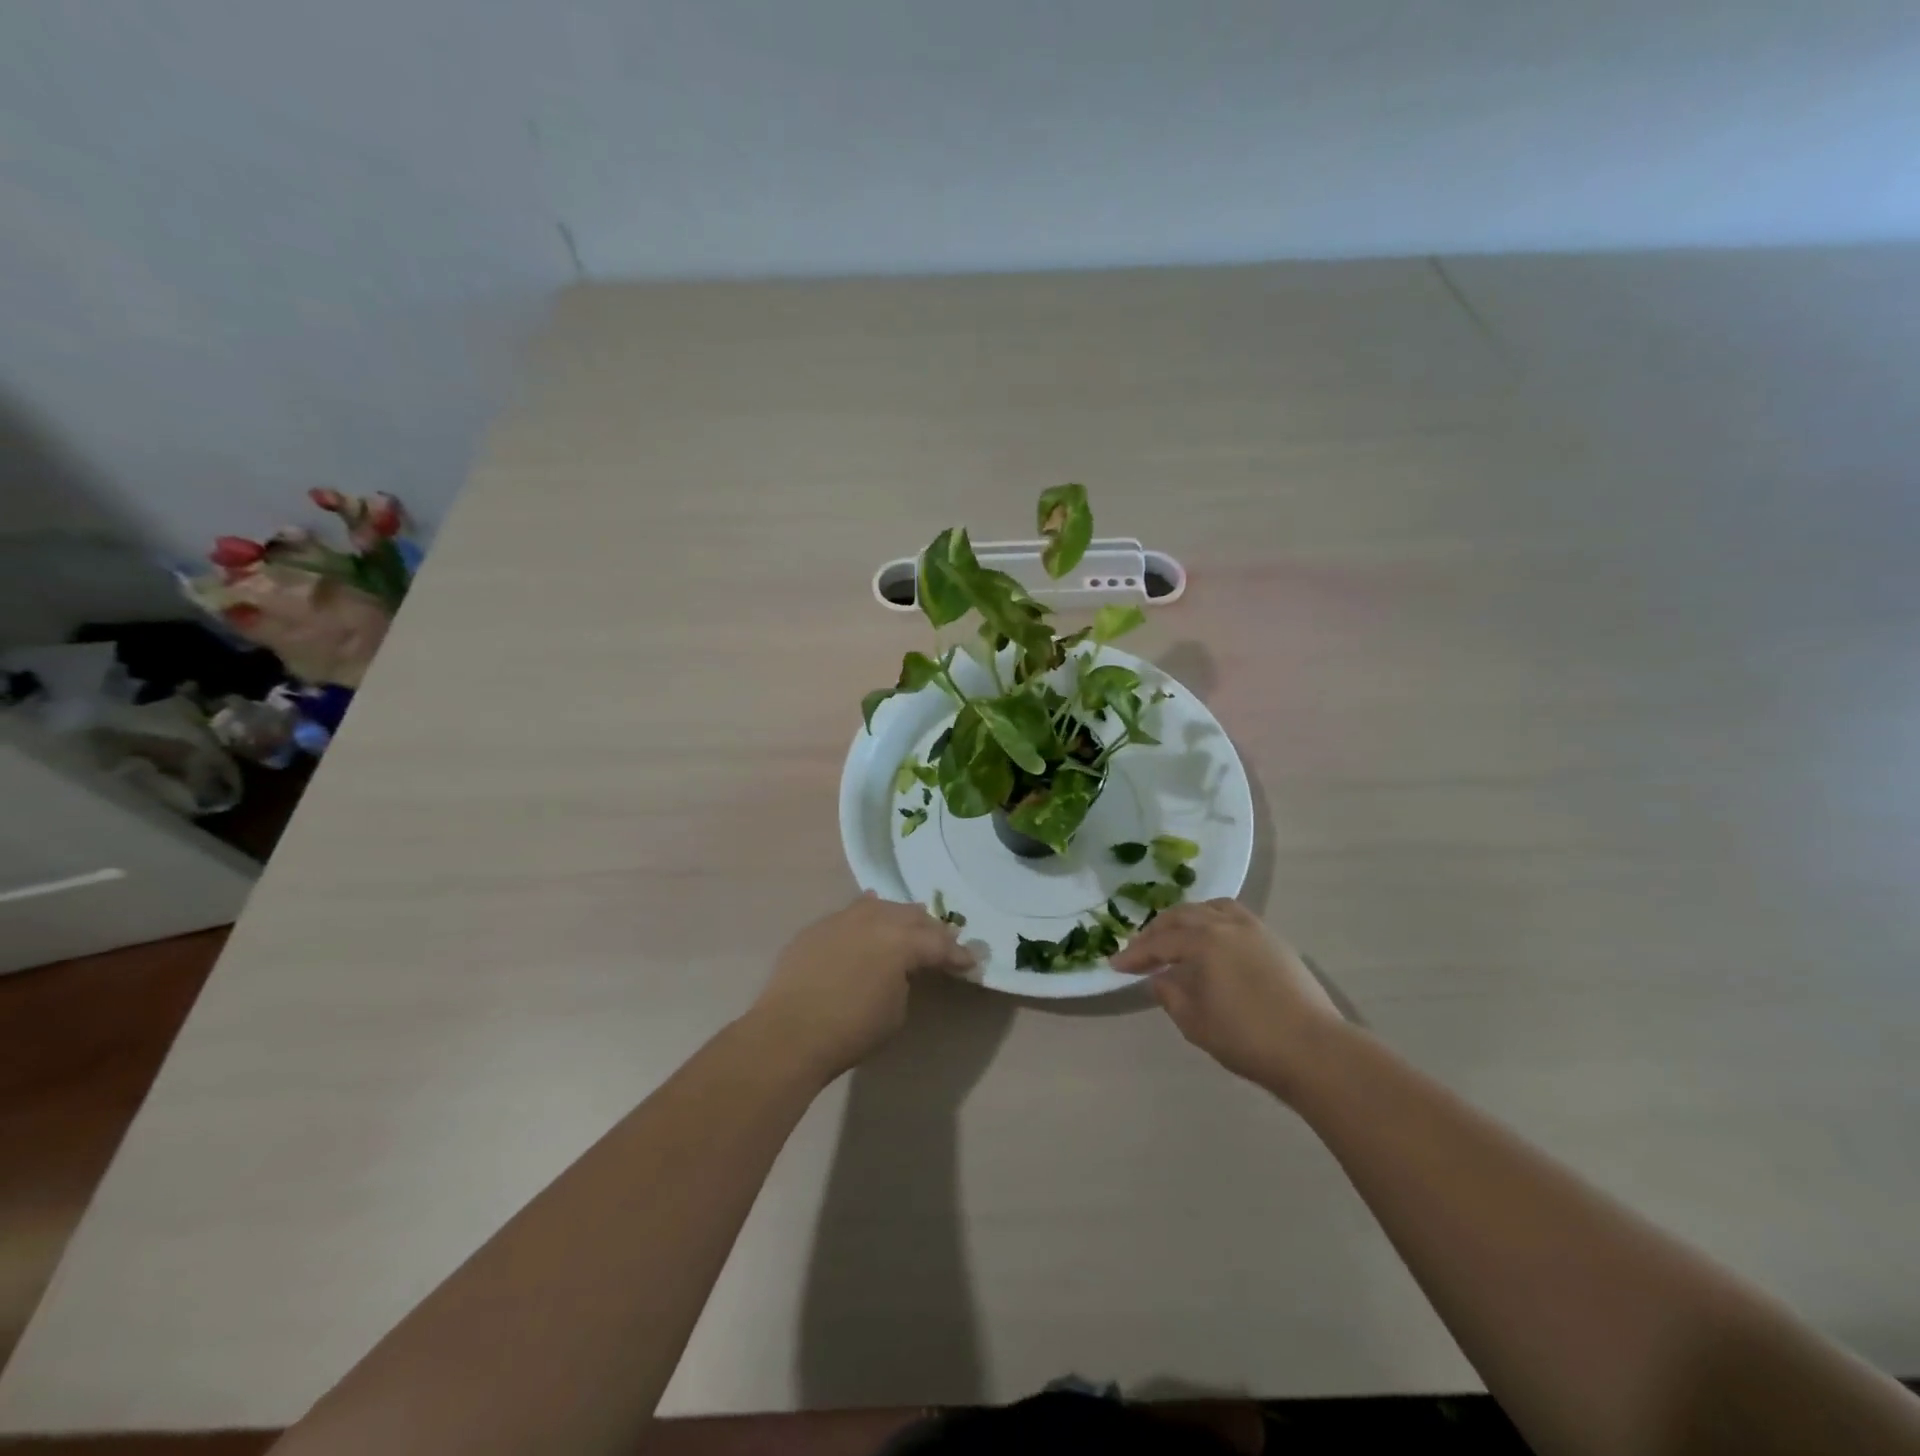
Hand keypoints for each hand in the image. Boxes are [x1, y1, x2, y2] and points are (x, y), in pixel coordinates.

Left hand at [745, 892, 973, 1083]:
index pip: (939, 943)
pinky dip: (865, 919)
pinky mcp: (818, 927)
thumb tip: (901, 969)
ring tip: (906, 929)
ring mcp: (843, 918)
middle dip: (930, 930)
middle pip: (912, 916)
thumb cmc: (851, 1029)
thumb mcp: (896, 1010)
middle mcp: (875, 918)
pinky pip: (850, 915)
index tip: (969, 963)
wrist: (788, 1032)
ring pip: (880, 906)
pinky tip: (867, 922)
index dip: (957, 955)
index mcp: (901, 940)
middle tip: (941, 945)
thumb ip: (906, 979)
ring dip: (897, 918)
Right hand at [1111, 899, 1344, 1098]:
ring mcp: (1254, 928)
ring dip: (1185, 919)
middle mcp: (1226, 924)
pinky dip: (1211, 920)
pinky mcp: (1273, 940)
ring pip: (1209, 908)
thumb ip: (1170, 994)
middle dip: (1156, 932)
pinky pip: (1232, 916)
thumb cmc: (1248, 1038)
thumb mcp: (1195, 1022)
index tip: (1114, 966)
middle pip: (1182, 916)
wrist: (1314, 1050)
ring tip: (1174, 936)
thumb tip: (1160, 978)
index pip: (1159, 943)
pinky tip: (1210, 940)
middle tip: (1139, 950)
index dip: (1134, 954)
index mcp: (1204, 941)